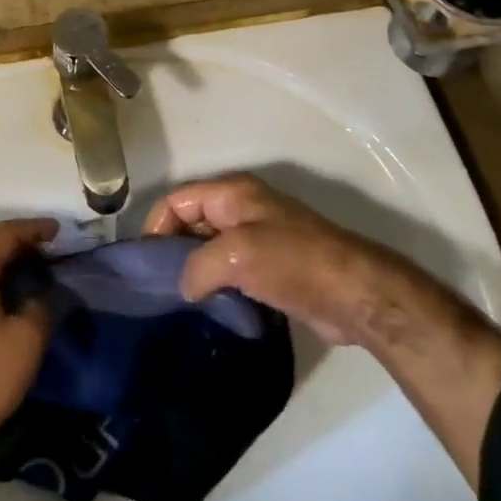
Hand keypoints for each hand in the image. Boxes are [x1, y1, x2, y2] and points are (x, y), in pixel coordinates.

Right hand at [143, 173, 386, 344]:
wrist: (354, 293)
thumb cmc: (293, 261)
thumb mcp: (236, 256)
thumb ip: (198, 266)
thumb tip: (185, 287)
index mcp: (231, 193)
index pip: (177, 200)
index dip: (157, 227)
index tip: (146, 265)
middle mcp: (241, 208)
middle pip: (191, 222)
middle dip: (173, 250)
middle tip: (159, 286)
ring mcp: (257, 237)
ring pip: (209, 248)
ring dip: (195, 270)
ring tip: (178, 301)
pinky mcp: (270, 266)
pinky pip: (229, 269)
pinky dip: (216, 283)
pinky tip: (208, 308)